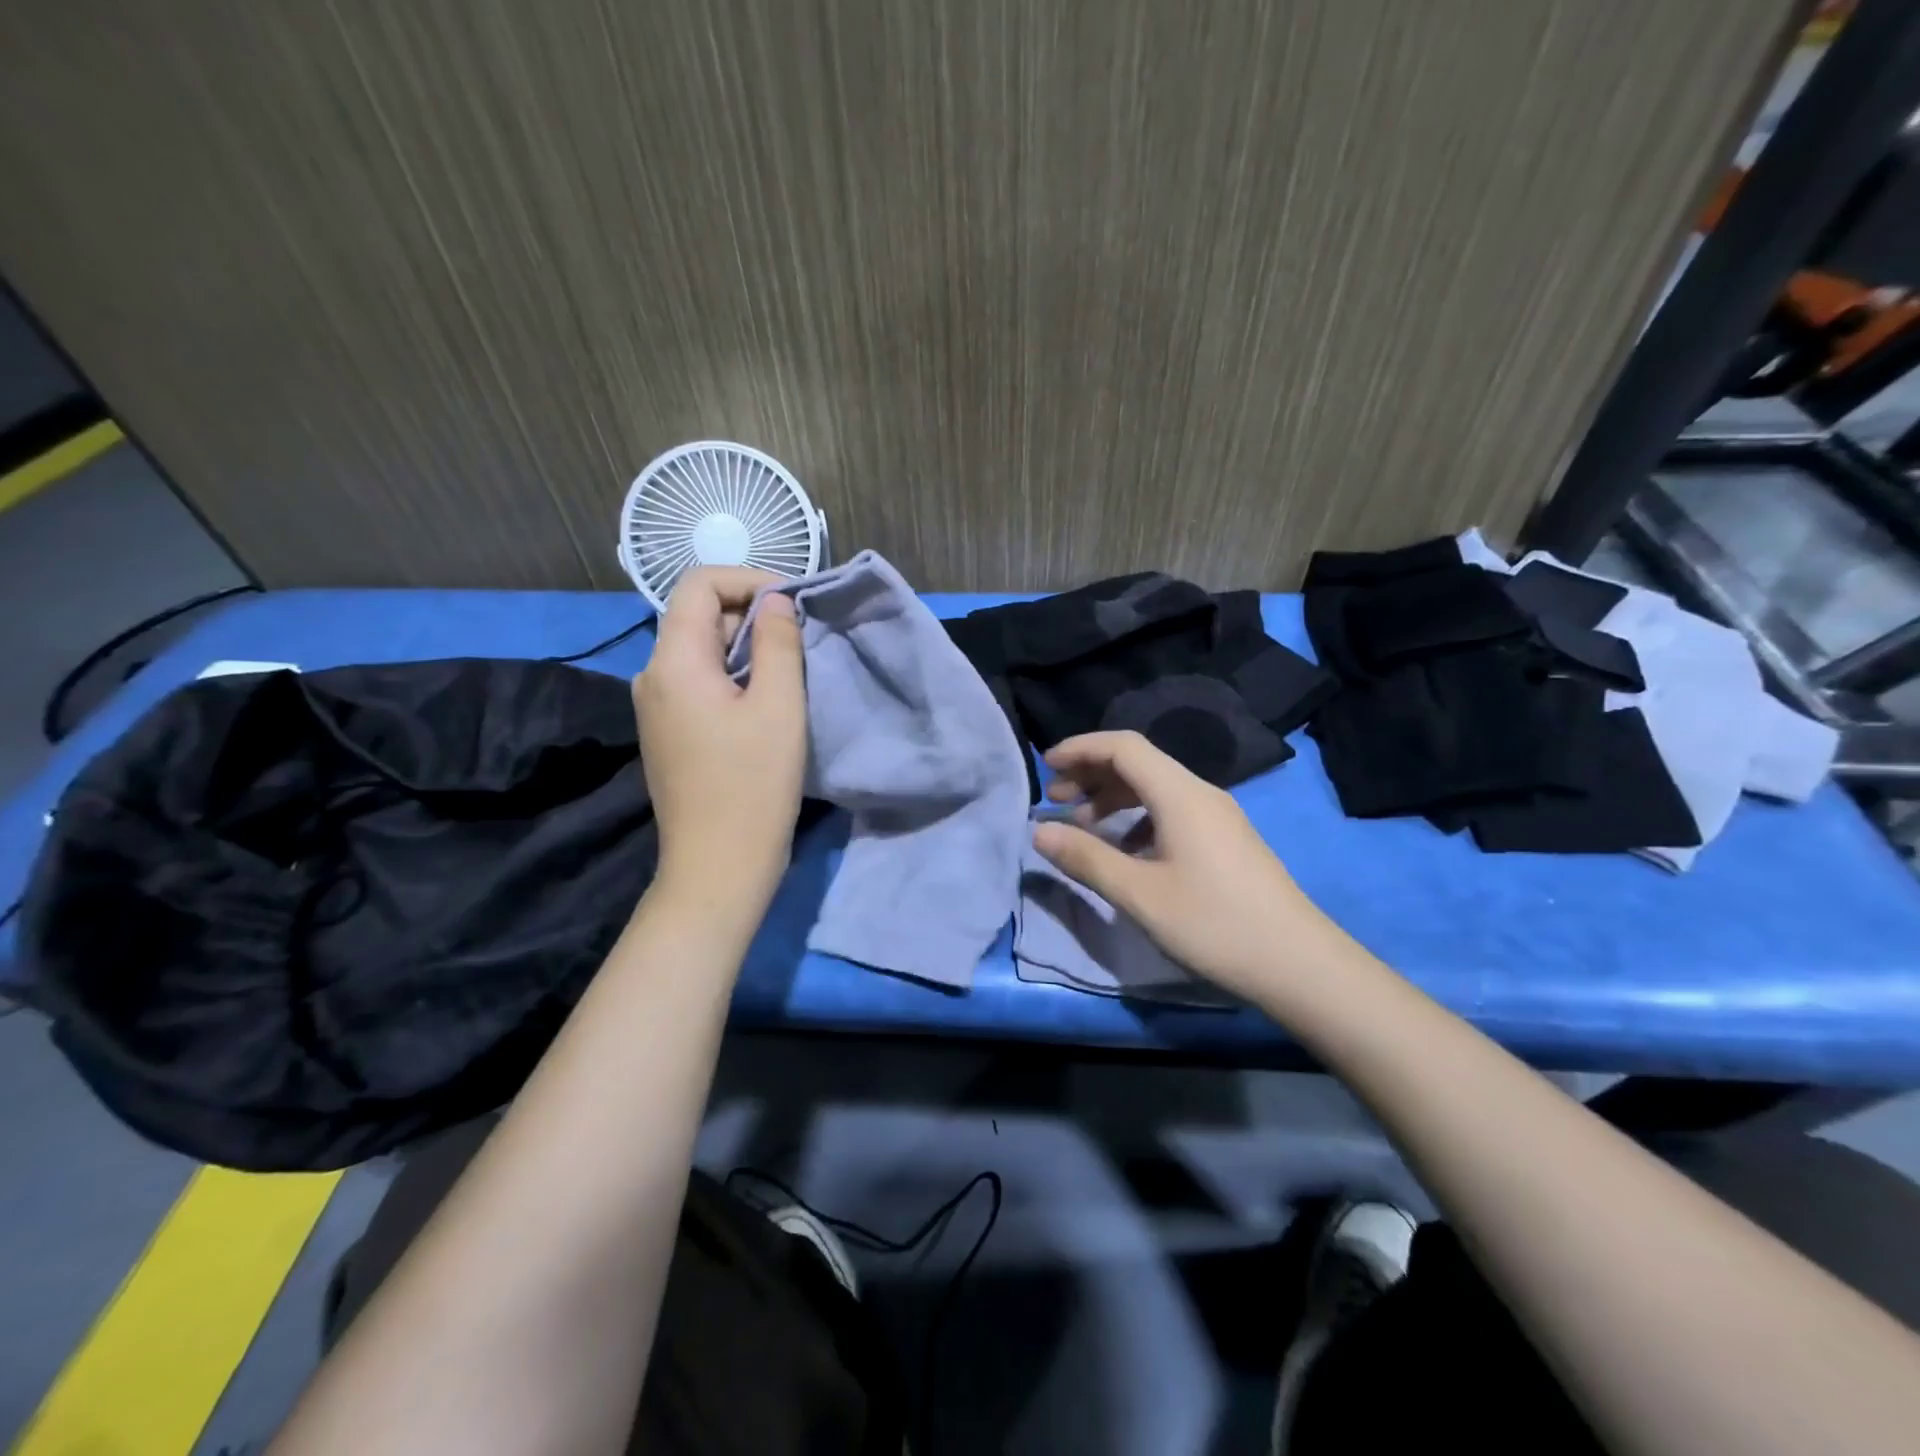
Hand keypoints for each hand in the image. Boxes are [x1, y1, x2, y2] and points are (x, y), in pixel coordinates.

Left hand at [633, 567, 806, 907]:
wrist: (717, 867)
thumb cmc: (753, 785)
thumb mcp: (779, 706)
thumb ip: (778, 642)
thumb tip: (776, 602)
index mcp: (673, 662)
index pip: (699, 584)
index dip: (748, 580)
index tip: (793, 604)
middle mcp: (653, 676)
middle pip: (698, 616)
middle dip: (751, 615)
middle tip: (801, 639)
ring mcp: (656, 707)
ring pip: (701, 651)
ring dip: (747, 647)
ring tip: (791, 669)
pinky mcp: (668, 732)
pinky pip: (699, 682)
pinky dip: (734, 676)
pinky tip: (767, 701)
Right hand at [1032, 731, 1351, 1002]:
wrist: (1299, 964)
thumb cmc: (1214, 924)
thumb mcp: (1140, 894)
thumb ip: (1086, 858)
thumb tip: (1039, 830)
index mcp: (1180, 795)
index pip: (1123, 746)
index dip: (1080, 748)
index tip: (1046, 767)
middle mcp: (1200, 793)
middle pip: (1139, 763)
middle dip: (1091, 774)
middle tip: (1055, 800)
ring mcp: (1217, 816)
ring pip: (1155, 788)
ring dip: (1113, 798)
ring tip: (1082, 826)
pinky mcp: (1225, 840)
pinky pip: (1171, 811)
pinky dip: (1137, 819)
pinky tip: (1125, 851)